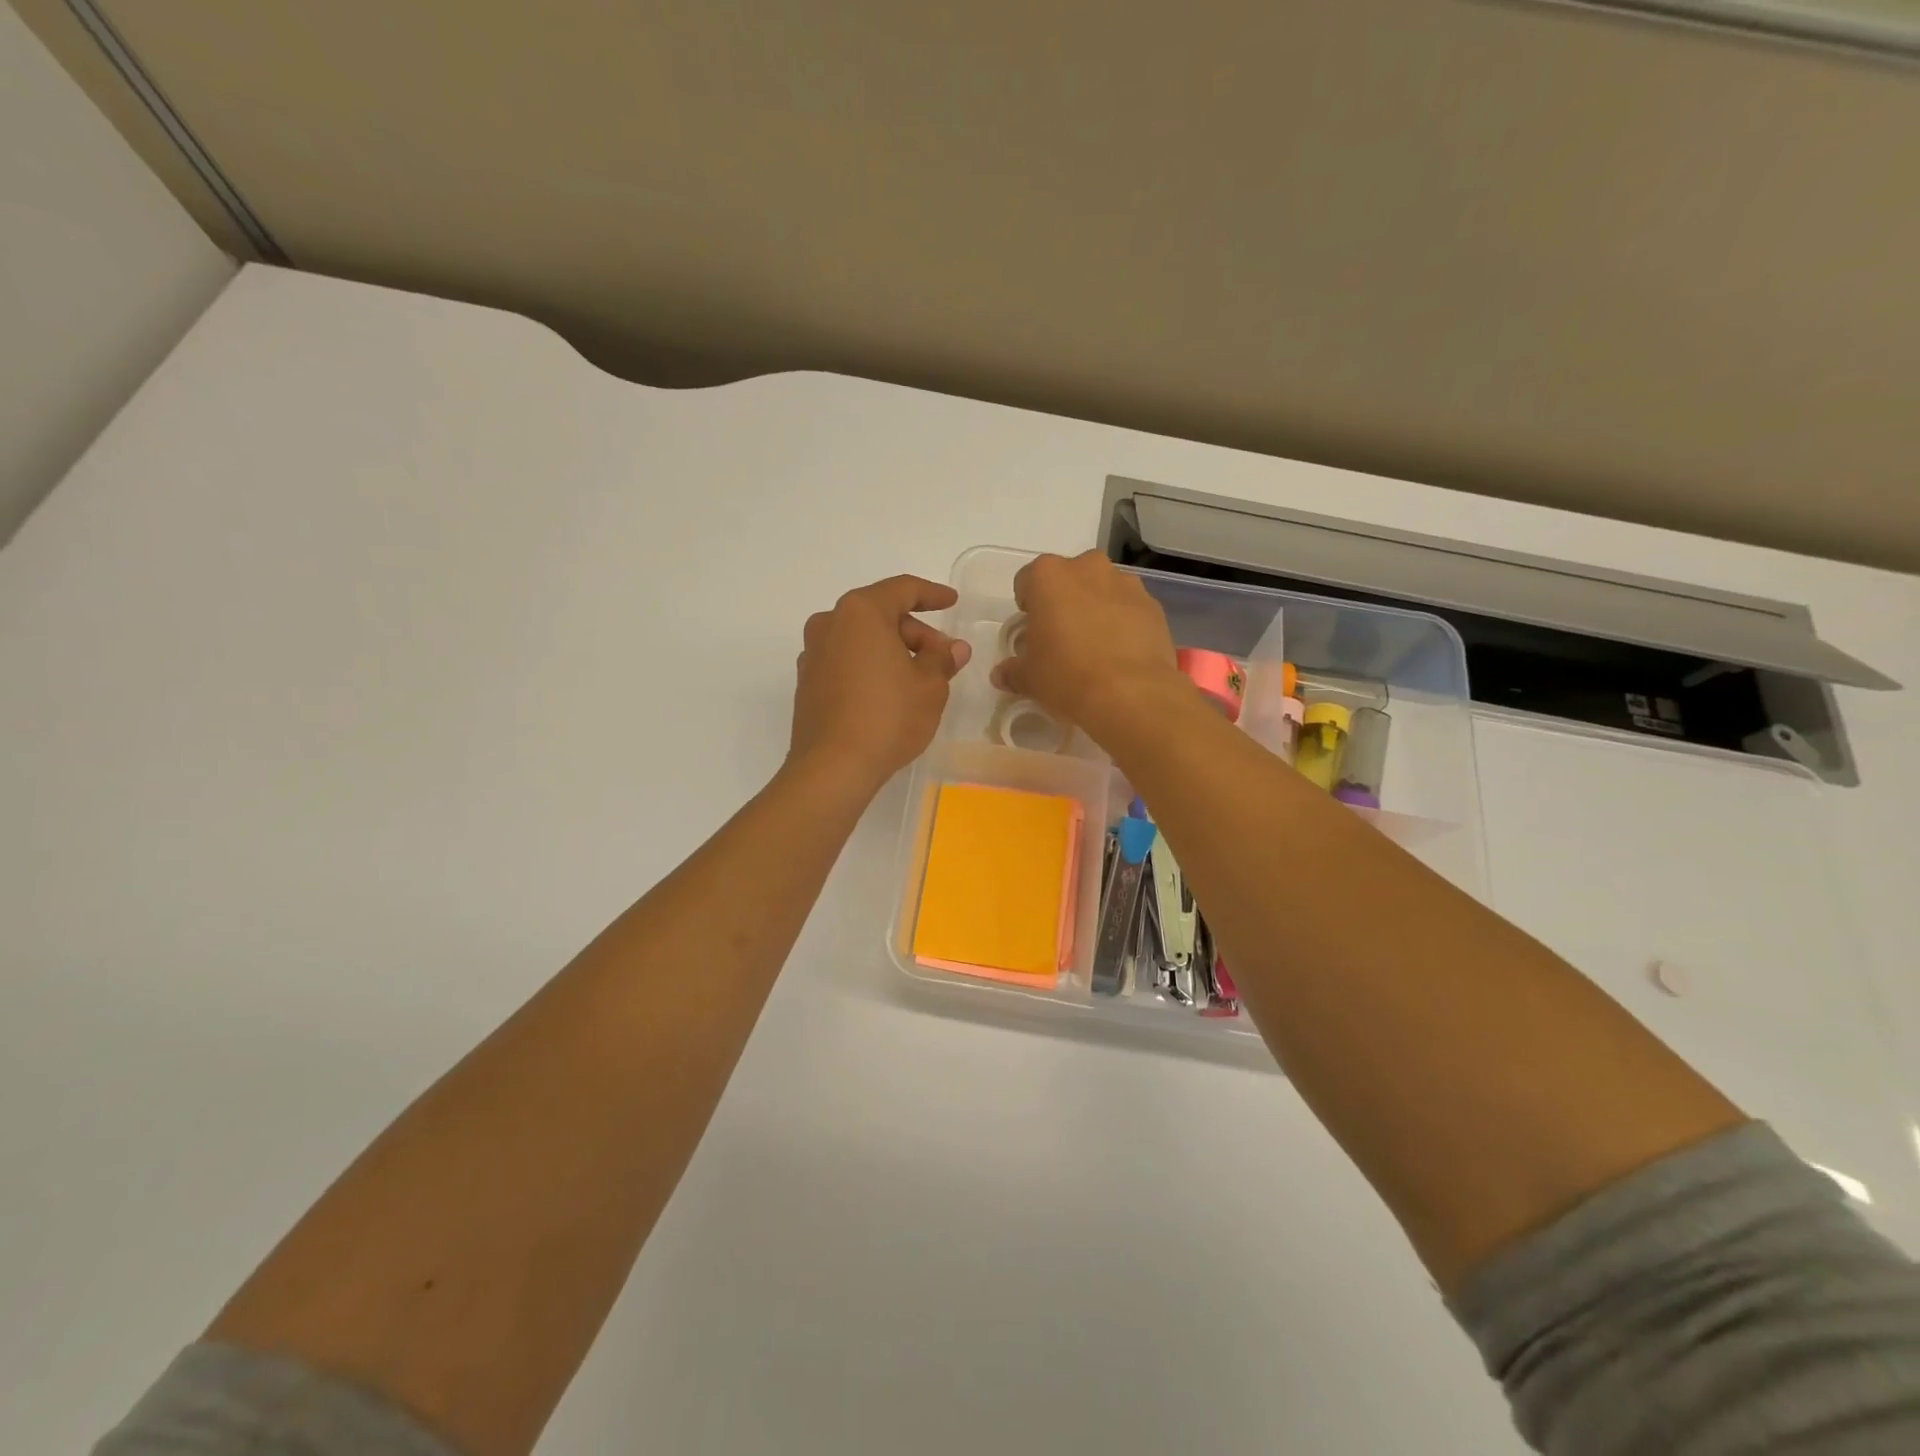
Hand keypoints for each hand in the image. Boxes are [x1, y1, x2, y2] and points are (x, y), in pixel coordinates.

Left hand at [789, 575, 971, 793]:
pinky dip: (870, 667)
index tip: (952, 602)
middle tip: (943, 658)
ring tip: (920, 679)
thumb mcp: (929, 686)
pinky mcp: (807, 684)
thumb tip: (952, 648)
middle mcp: (830, 623)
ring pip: (861, 640)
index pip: (902, 589)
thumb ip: (942, 659)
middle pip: (880, 615)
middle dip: (916, 633)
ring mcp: (813, 654)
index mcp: (860, 612)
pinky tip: (890, 693)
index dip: (932, 594)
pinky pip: (846, 662)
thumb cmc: (888, 716)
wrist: (833, 767)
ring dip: (892, 651)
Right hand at [990, 550, 1182, 743]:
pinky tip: (1120, 654)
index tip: (1030, 631)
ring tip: (1095, 647)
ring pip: (1102, 589)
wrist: (1131, 693)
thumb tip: (1002, 675)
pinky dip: (1123, 623)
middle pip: (1068, 578)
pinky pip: (1129, 608)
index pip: (1027, 580)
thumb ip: (1013, 671)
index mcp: (1049, 576)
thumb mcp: (1030, 679)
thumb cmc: (1067, 676)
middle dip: (1063, 601)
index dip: (1027, 606)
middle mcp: (1088, 568)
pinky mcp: (1153, 605)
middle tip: (1061, 637)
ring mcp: (1126, 583)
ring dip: (1095, 608)